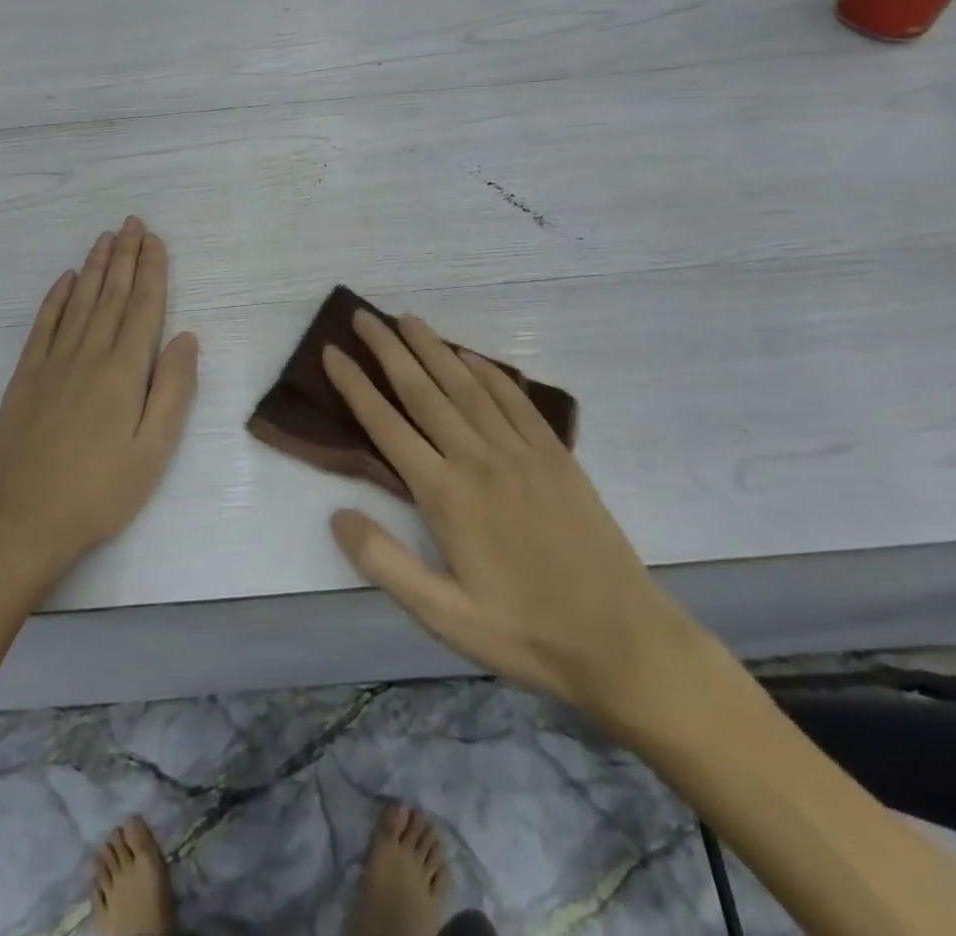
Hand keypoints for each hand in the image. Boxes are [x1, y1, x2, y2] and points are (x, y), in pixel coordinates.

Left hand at [0, 218, 198, 591]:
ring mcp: (51, 364)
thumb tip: (187, 338)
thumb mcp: (153, 452)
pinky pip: (43, 325)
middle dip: (124, 256)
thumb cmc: (98, 493)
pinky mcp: (24, 378)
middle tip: (131, 223)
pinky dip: (56, 298)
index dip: (151, 270)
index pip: (143, 308)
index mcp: (123, 372)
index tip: (155, 240)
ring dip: (94, 267)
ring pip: (79, 302)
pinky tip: (65, 280)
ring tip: (105, 238)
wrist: (20, 523)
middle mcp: (88, 356)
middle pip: (111, 295)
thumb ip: (173, 391)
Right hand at [323, 311, 711, 729]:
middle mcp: (478, 459)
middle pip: (423, 391)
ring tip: (408, 320)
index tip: (332, 351)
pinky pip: (514, 399)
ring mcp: (521, 451)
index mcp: (446, 495)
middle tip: (362, 315)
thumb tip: (336, 514)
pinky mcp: (554, 455)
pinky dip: (488, 370)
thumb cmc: (525, 632)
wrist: (622, 639)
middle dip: (389, 350)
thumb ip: (385, 563)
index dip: (355, 385)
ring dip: (434, 348)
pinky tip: (470, 355)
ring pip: (466, 386)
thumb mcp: (443, 616)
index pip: (386, 426)